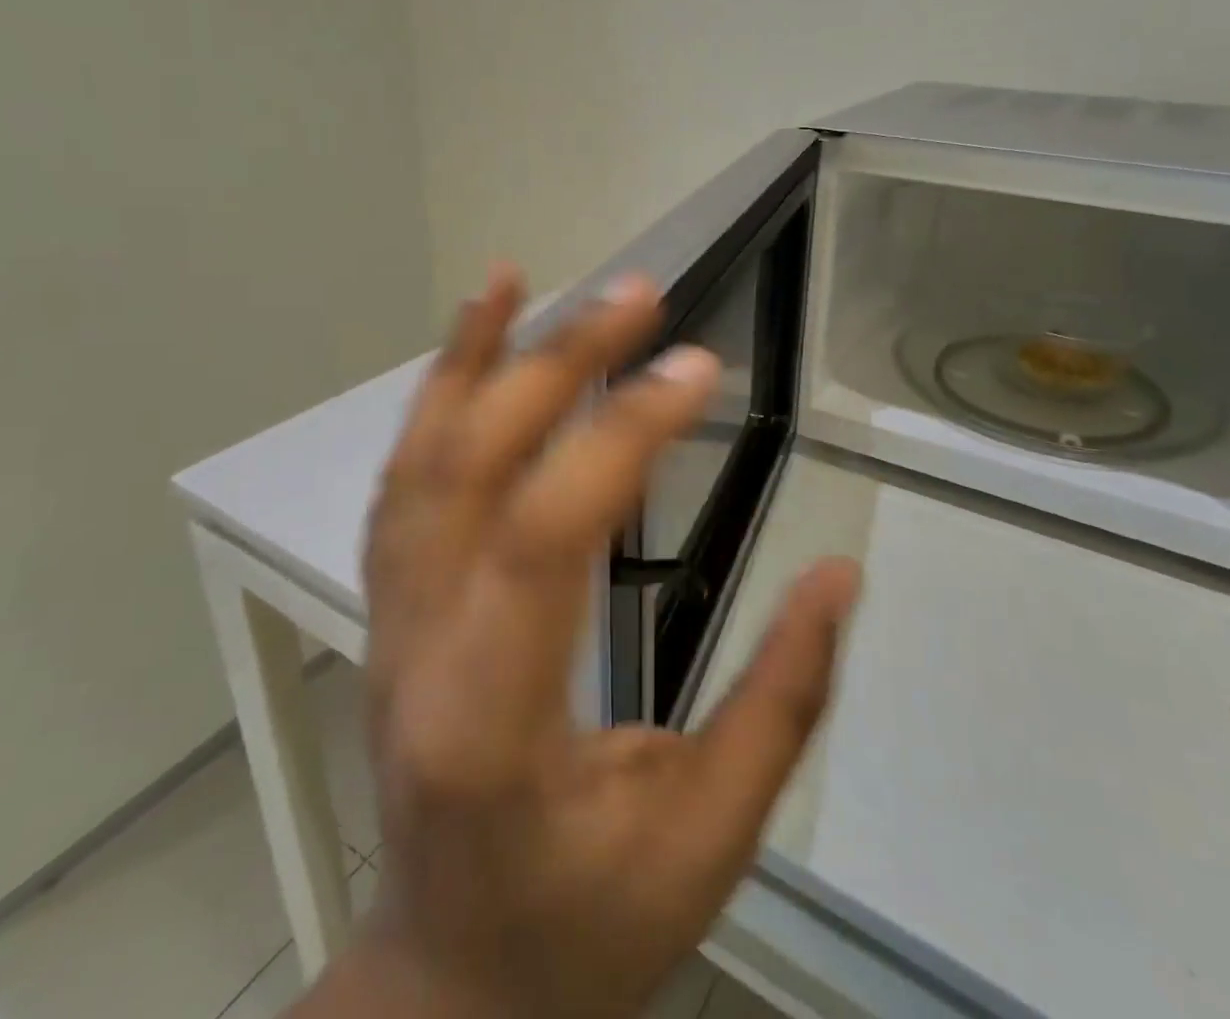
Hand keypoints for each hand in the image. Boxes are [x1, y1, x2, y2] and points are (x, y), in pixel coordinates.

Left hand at [323, 267, 859, 1018]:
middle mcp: (419, 648)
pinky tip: (471, 347)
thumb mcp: (706, 838)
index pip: (546, 536)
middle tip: (635, 294)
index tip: (698, 369)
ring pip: (419, 462)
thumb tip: (839, 573)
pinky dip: (434, 401)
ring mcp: (391, 619)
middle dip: (557, 364)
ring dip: (471, 359)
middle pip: (473, 470)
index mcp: (493, 718)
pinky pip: (406, 484)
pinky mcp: (393, 605)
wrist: (449, 979)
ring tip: (519, 280)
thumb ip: (780, 702)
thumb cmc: (583, 925)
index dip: (625, 435)